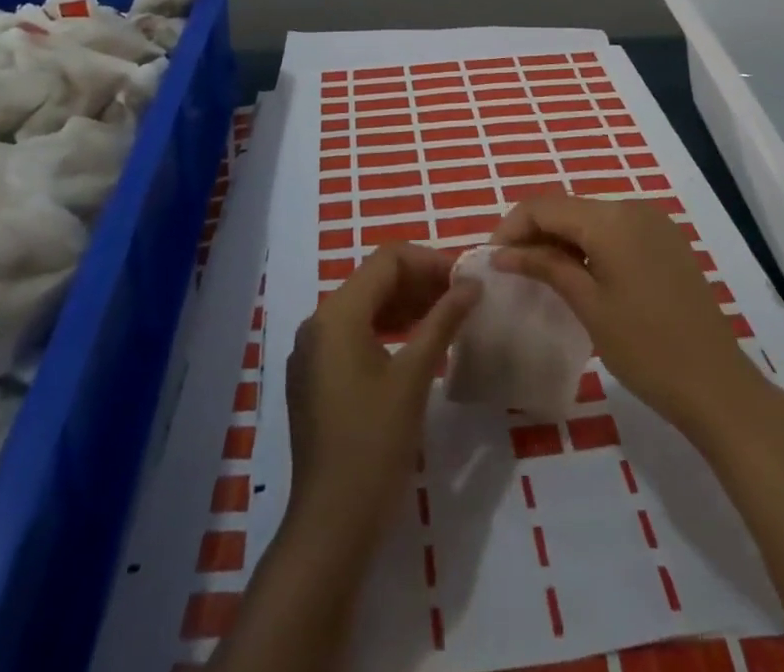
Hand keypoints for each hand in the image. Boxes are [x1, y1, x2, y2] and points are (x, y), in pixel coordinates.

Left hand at [284, 243, 480, 547]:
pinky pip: (354, 333)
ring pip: (365, 305)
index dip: (429, 261)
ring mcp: (313, 351)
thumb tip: (471, 285)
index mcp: (337, 313)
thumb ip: (442, 321)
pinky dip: (387, 327)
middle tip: (462, 297)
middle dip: (420, 281)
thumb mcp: (414, 377)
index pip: (387, 260)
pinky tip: (417, 343)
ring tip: (447, 316)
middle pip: (374, 279)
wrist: (331, 524)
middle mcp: (318, 322)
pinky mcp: (316, 376)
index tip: (465, 280)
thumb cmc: (375, 443)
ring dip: (406, 303)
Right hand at [492, 196, 762, 436]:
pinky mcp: (666, 241)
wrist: (717, 385)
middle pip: (568, 208)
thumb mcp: (588, 306)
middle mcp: (632, 207)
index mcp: (611, 218)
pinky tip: (577, 273)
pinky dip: (589, 244)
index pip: (545, 206)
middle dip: (535, 232)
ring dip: (561, 238)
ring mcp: (653, 222)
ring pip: (591, 218)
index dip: (512, 227)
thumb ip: (545, 267)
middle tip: (510, 268)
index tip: (491, 259)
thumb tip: (502, 253)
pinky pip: (615, 230)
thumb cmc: (646, 348)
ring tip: (537, 272)